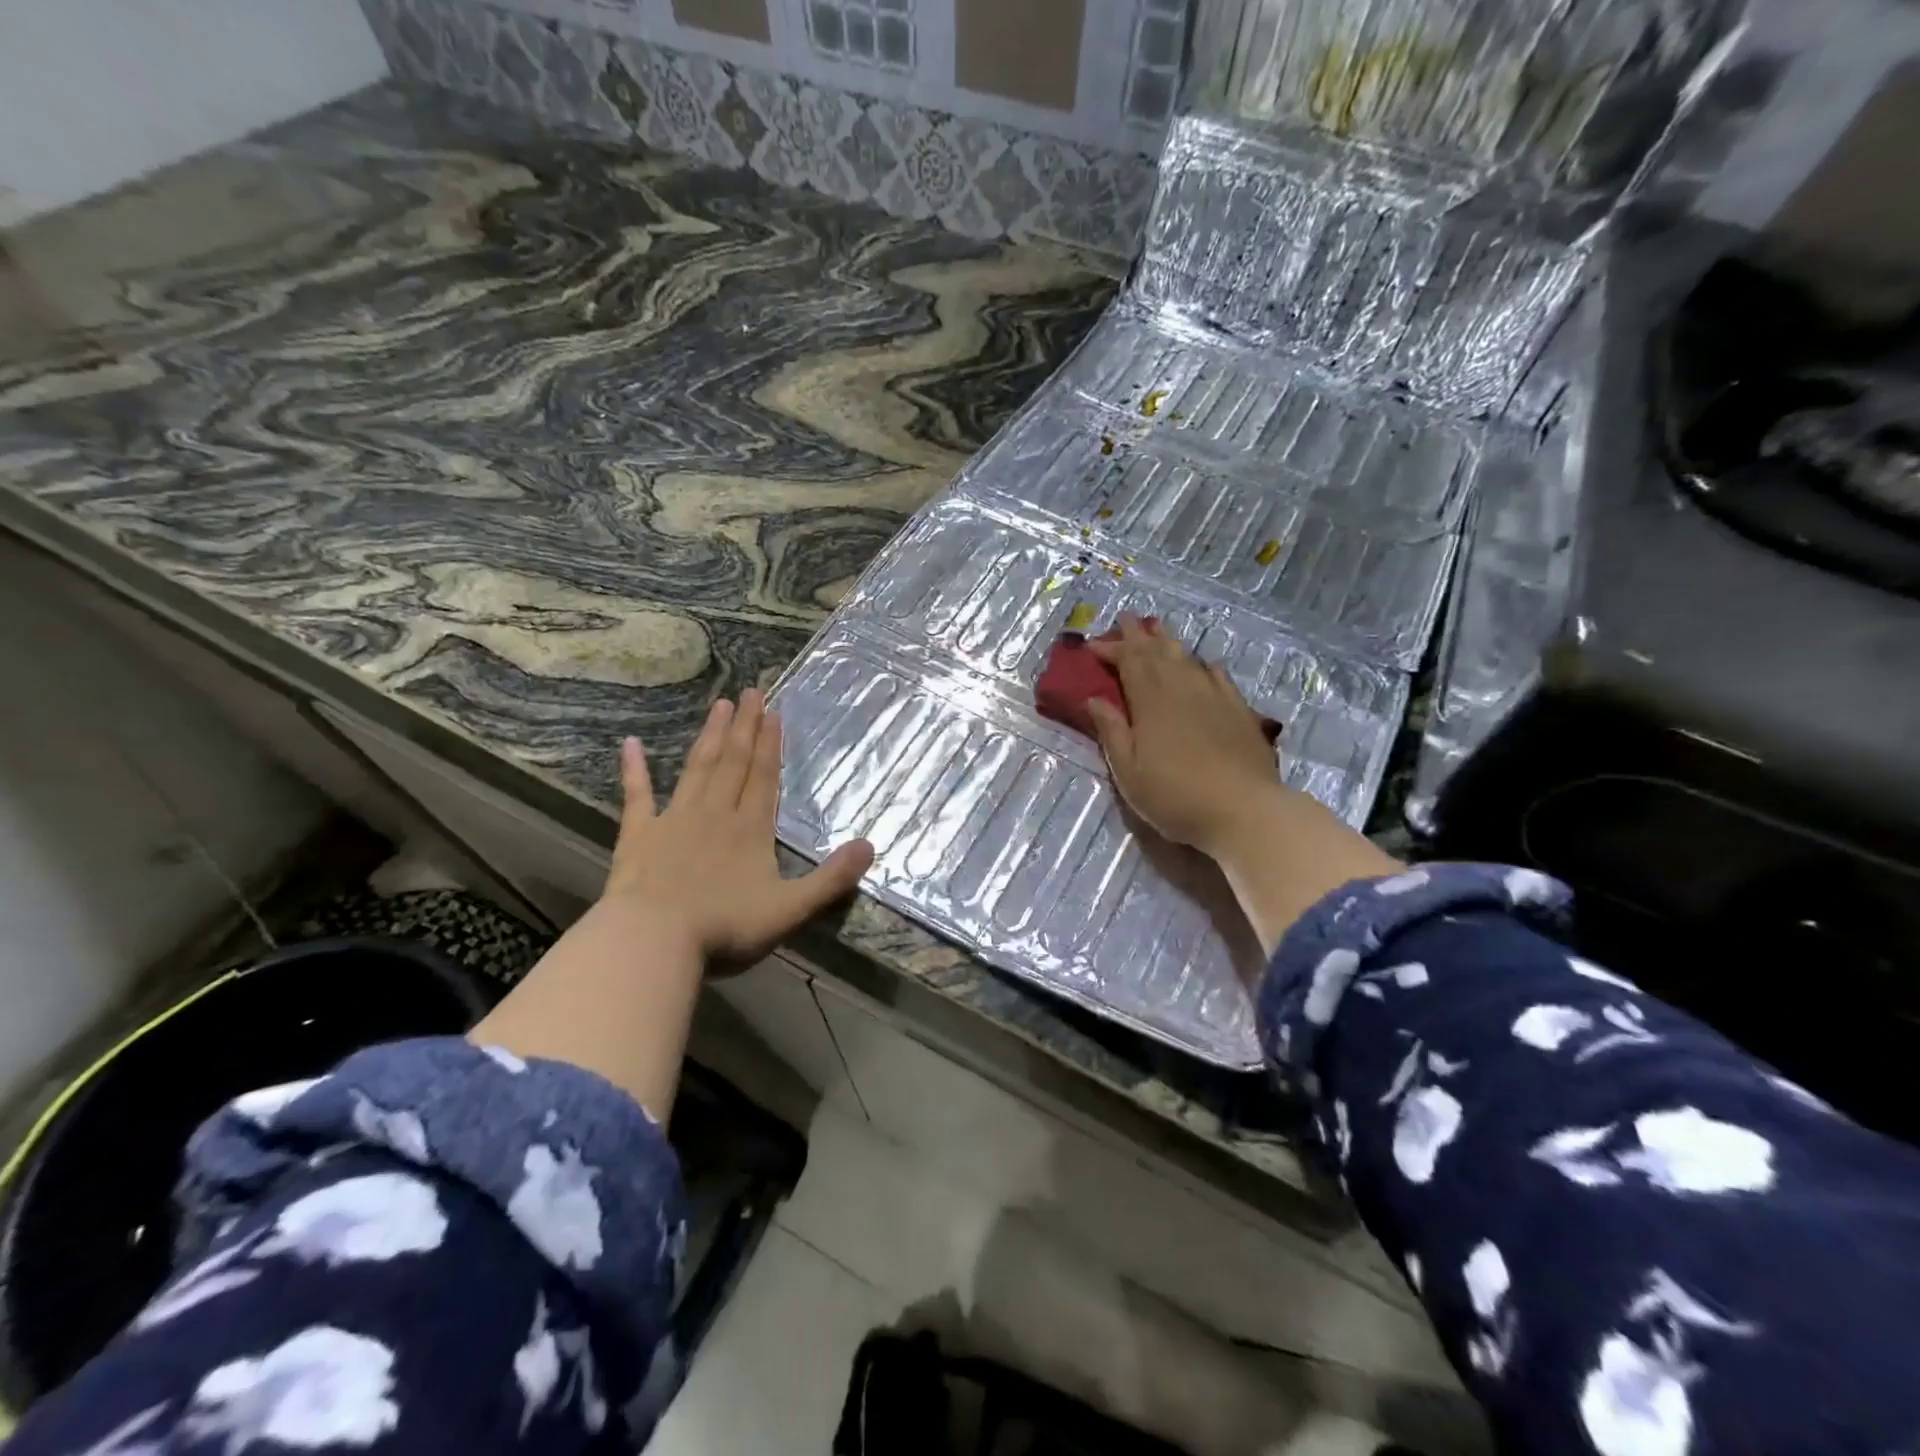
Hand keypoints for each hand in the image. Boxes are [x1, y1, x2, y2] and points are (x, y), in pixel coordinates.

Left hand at [605, 690, 874, 961]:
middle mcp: (715, 813)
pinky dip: (634, 769)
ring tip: (719, 705)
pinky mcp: (639, 835)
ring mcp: (674, 820)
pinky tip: (629, 743)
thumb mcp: (790, 909)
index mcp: (751, 829)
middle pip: (733, 762)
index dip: (770, 744)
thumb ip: (831, 879)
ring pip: (697, 769)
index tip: (773, 711)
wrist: (653, 941)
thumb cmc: (725, 927)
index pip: (764, 777)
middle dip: (744, 726)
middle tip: (750, 691)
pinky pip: (637, 795)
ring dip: (710, 736)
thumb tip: (870, 846)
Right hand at [1085, 615, 1282, 855]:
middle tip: (1126, 619)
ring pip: (1188, 659)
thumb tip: (1094, 698)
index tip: (1093, 644)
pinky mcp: (1239, 711)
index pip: (1129, 662)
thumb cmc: (1175, 796)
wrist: (1244, 810)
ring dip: (1170, 642)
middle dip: (1139, 635)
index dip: (1111, 649)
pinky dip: (1207, 666)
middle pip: (1158, 653)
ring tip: (1159, 629)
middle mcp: (1182, 689)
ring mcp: (1215, 697)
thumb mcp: (1129, 772)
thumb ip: (1111, 732)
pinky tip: (1206, 663)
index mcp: (1151, 702)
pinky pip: (1220, 677)